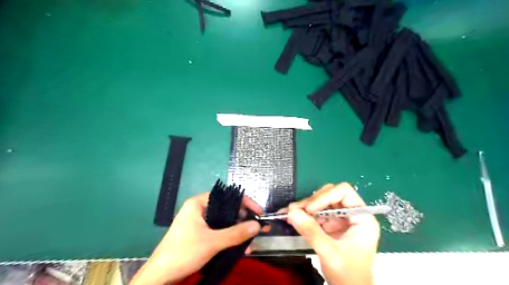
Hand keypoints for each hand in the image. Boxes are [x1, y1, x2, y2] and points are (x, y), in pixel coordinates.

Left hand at [131, 193, 263, 283]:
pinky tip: (241, 248)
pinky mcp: (200, 235)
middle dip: (243, 220)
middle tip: (258, 228)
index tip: (258, 212)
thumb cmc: (184, 252)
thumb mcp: (212, 242)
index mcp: (199, 203)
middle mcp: (200, 209)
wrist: (160, 276)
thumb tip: (258, 225)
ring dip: (238, 232)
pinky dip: (230, 239)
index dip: (245, 202)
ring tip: (252, 242)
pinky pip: (219, 232)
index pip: (227, 196)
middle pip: (227, 209)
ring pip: (225, 222)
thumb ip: (236, 233)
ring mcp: (199, 223)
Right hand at [286, 183, 377, 284]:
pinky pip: (316, 214)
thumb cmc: (348, 274)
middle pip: (330, 195)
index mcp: (362, 217)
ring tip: (290, 214)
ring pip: (321, 203)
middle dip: (312, 202)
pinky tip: (293, 218)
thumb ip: (311, 231)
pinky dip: (304, 215)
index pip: (344, 192)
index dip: (326, 196)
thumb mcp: (330, 252)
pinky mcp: (331, 226)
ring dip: (305, 207)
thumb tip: (291, 212)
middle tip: (295, 210)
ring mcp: (341, 219)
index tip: (310, 209)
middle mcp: (352, 214)